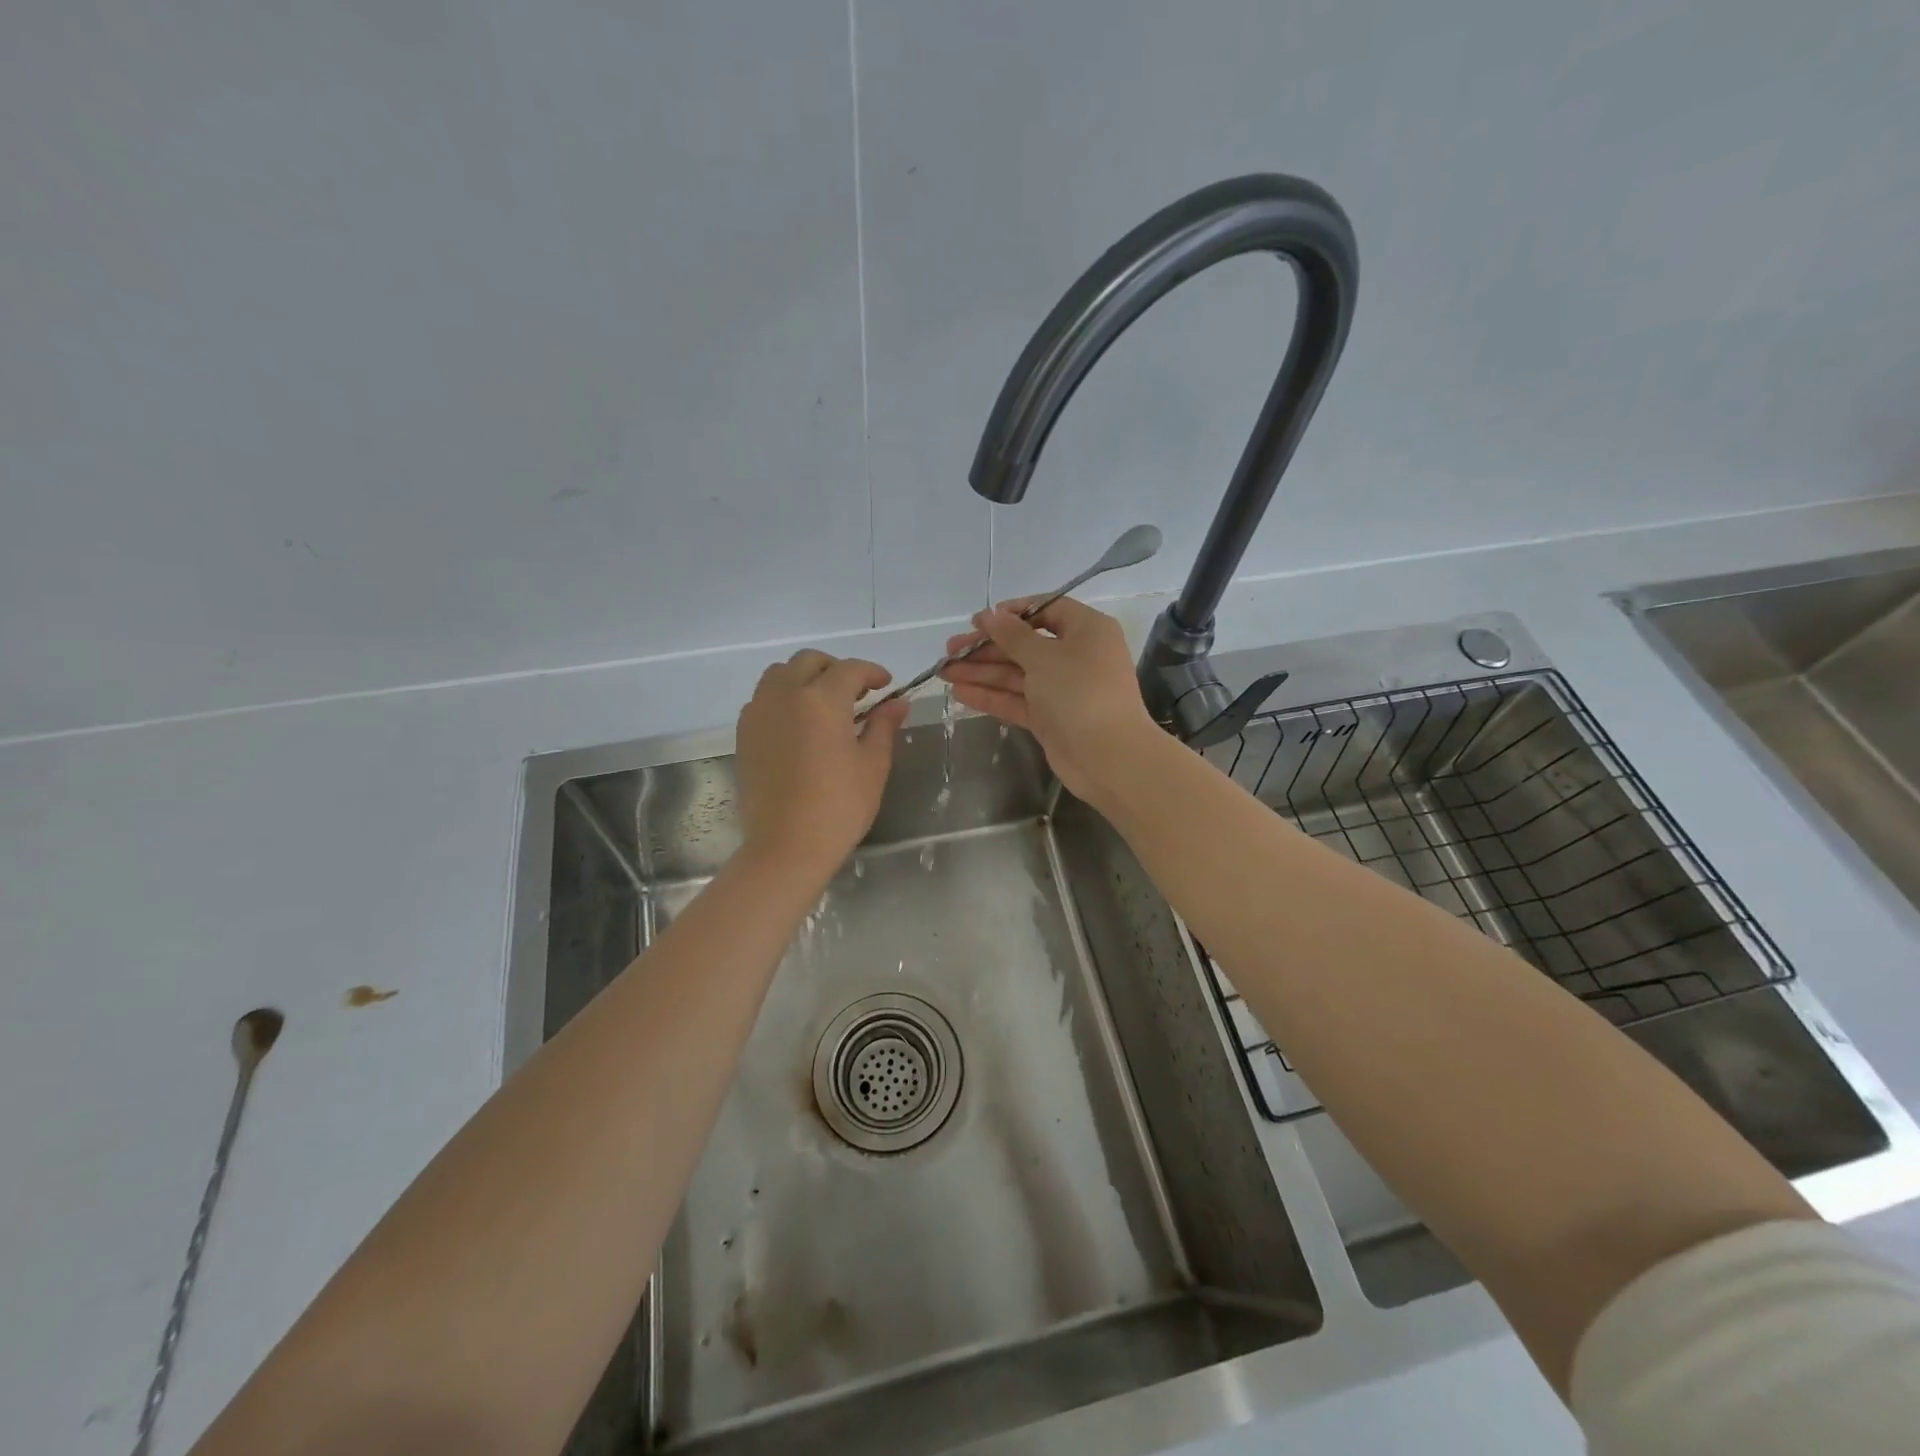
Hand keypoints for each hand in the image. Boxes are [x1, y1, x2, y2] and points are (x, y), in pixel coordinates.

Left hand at [735, 650, 908, 872]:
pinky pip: (763, 698)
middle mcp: (785, 695)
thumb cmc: (839, 806)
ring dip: (805, 678)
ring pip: (780, 674)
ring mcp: (759, 713)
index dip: (872, 672)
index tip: (886, 686)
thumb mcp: (872, 764)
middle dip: (836, 669)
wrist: (786, 846)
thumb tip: (896, 703)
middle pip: (809, 661)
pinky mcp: (744, 734)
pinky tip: (800, 724)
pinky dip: (783, 698)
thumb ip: (883, 725)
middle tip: (857, 693)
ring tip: (824, 705)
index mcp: (821, 699)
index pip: (850, 669)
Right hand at [939, 597, 1161, 801]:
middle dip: (986, 647)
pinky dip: (991, 696)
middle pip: (1025, 645)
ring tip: (944, 671)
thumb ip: (1012, 635)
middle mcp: (1076, 655)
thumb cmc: (1080, 692)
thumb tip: (991, 615)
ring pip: (1016, 674)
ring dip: (981, 672)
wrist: (1108, 757)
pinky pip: (1017, 700)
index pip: (1046, 610)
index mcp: (1086, 630)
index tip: (978, 621)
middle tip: (950, 649)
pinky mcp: (1050, 717)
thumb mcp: (1044, 656)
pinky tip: (959, 693)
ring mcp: (1062, 689)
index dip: (1011, 614)